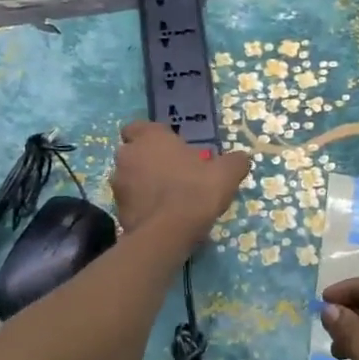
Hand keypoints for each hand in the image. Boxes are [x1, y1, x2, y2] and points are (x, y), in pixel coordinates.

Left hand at [110, 122, 251, 241]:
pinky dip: (141, 205)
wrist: (168, 232)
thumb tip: (242, 158)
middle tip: (171, 174)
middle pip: (133, 153)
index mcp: (150, 137)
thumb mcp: (226, 174)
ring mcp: (118, 183)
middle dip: (146, 160)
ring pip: (129, 178)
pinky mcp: (116, 209)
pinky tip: (160, 216)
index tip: (169, 149)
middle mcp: (128, 155)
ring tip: (166, 198)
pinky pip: (129, 201)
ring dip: (142, 184)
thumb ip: (234, 162)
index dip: (152, 137)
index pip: (139, 127)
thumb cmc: (196, 191)